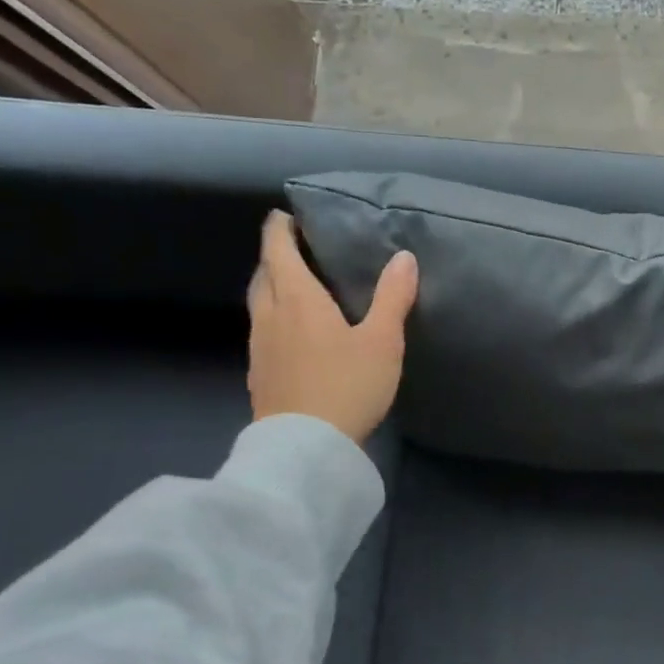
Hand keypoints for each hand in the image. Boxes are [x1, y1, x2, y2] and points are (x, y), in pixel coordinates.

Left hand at [247, 210, 418, 444]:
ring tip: (294, 287)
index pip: (277, 250)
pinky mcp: (259, 375)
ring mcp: (259, 348)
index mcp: (297, 299)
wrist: (306, 447)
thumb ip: (393, 297)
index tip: (286, 216)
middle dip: (274, 256)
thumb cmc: (346, 385)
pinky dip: (273, 318)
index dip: (279, 229)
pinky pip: (262, 332)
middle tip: (295, 250)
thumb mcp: (382, 341)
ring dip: (271, 287)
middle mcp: (270, 316)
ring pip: (259, 304)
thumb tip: (404, 256)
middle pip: (263, 274)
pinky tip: (291, 335)